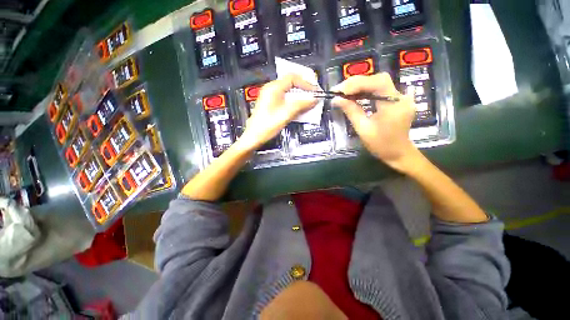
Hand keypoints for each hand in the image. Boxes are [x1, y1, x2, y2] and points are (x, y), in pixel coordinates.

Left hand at [238, 74, 318, 150]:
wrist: (254, 136)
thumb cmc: (266, 125)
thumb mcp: (286, 114)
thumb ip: (301, 105)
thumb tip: (313, 99)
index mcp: (273, 88)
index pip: (293, 78)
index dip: (306, 83)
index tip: (315, 91)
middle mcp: (271, 90)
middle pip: (291, 83)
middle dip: (304, 88)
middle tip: (313, 94)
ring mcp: (271, 97)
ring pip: (289, 91)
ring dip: (300, 95)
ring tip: (309, 101)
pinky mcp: (271, 104)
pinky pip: (286, 98)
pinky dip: (294, 101)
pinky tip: (299, 107)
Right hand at [331, 73, 418, 171]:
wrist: (399, 153)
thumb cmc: (381, 145)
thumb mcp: (363, 129)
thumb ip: (351, 111)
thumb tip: (336, 99)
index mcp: (394, 105)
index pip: (378, 83)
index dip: (357, 83)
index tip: (340, 90)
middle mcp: (401, 97)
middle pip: (378, 79)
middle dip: (357, 83)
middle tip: (340, 90)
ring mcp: (401, 97)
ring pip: (379, 83)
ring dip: (360, 86)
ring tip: (344, 93)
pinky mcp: (398, 100)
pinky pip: (381, 90)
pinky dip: (367, 90)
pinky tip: (356, 95)